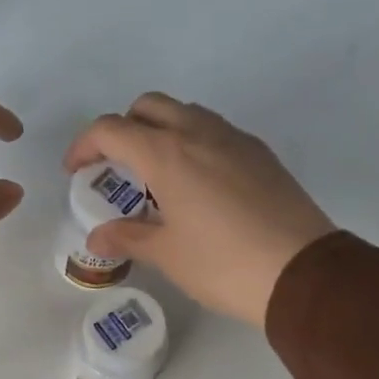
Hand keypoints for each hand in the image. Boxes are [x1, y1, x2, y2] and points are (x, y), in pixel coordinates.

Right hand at [63, 93, 333, 326]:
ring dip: (161, 130)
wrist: (302, 272)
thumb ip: (128, 237)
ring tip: (157, 175)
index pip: (111, 129)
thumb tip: (97, 238)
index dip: (84, 145)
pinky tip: (198, 183)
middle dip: (123, 127)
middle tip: (117, 166)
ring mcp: (235, 139)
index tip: (76, 171)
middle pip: (148, 106)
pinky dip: (194, 142)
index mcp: (167, 154)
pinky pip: (216, 131)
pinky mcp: (261, 153)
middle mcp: (199, 133)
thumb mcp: (168, 254)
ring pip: (186, 113)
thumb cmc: (223, 263)